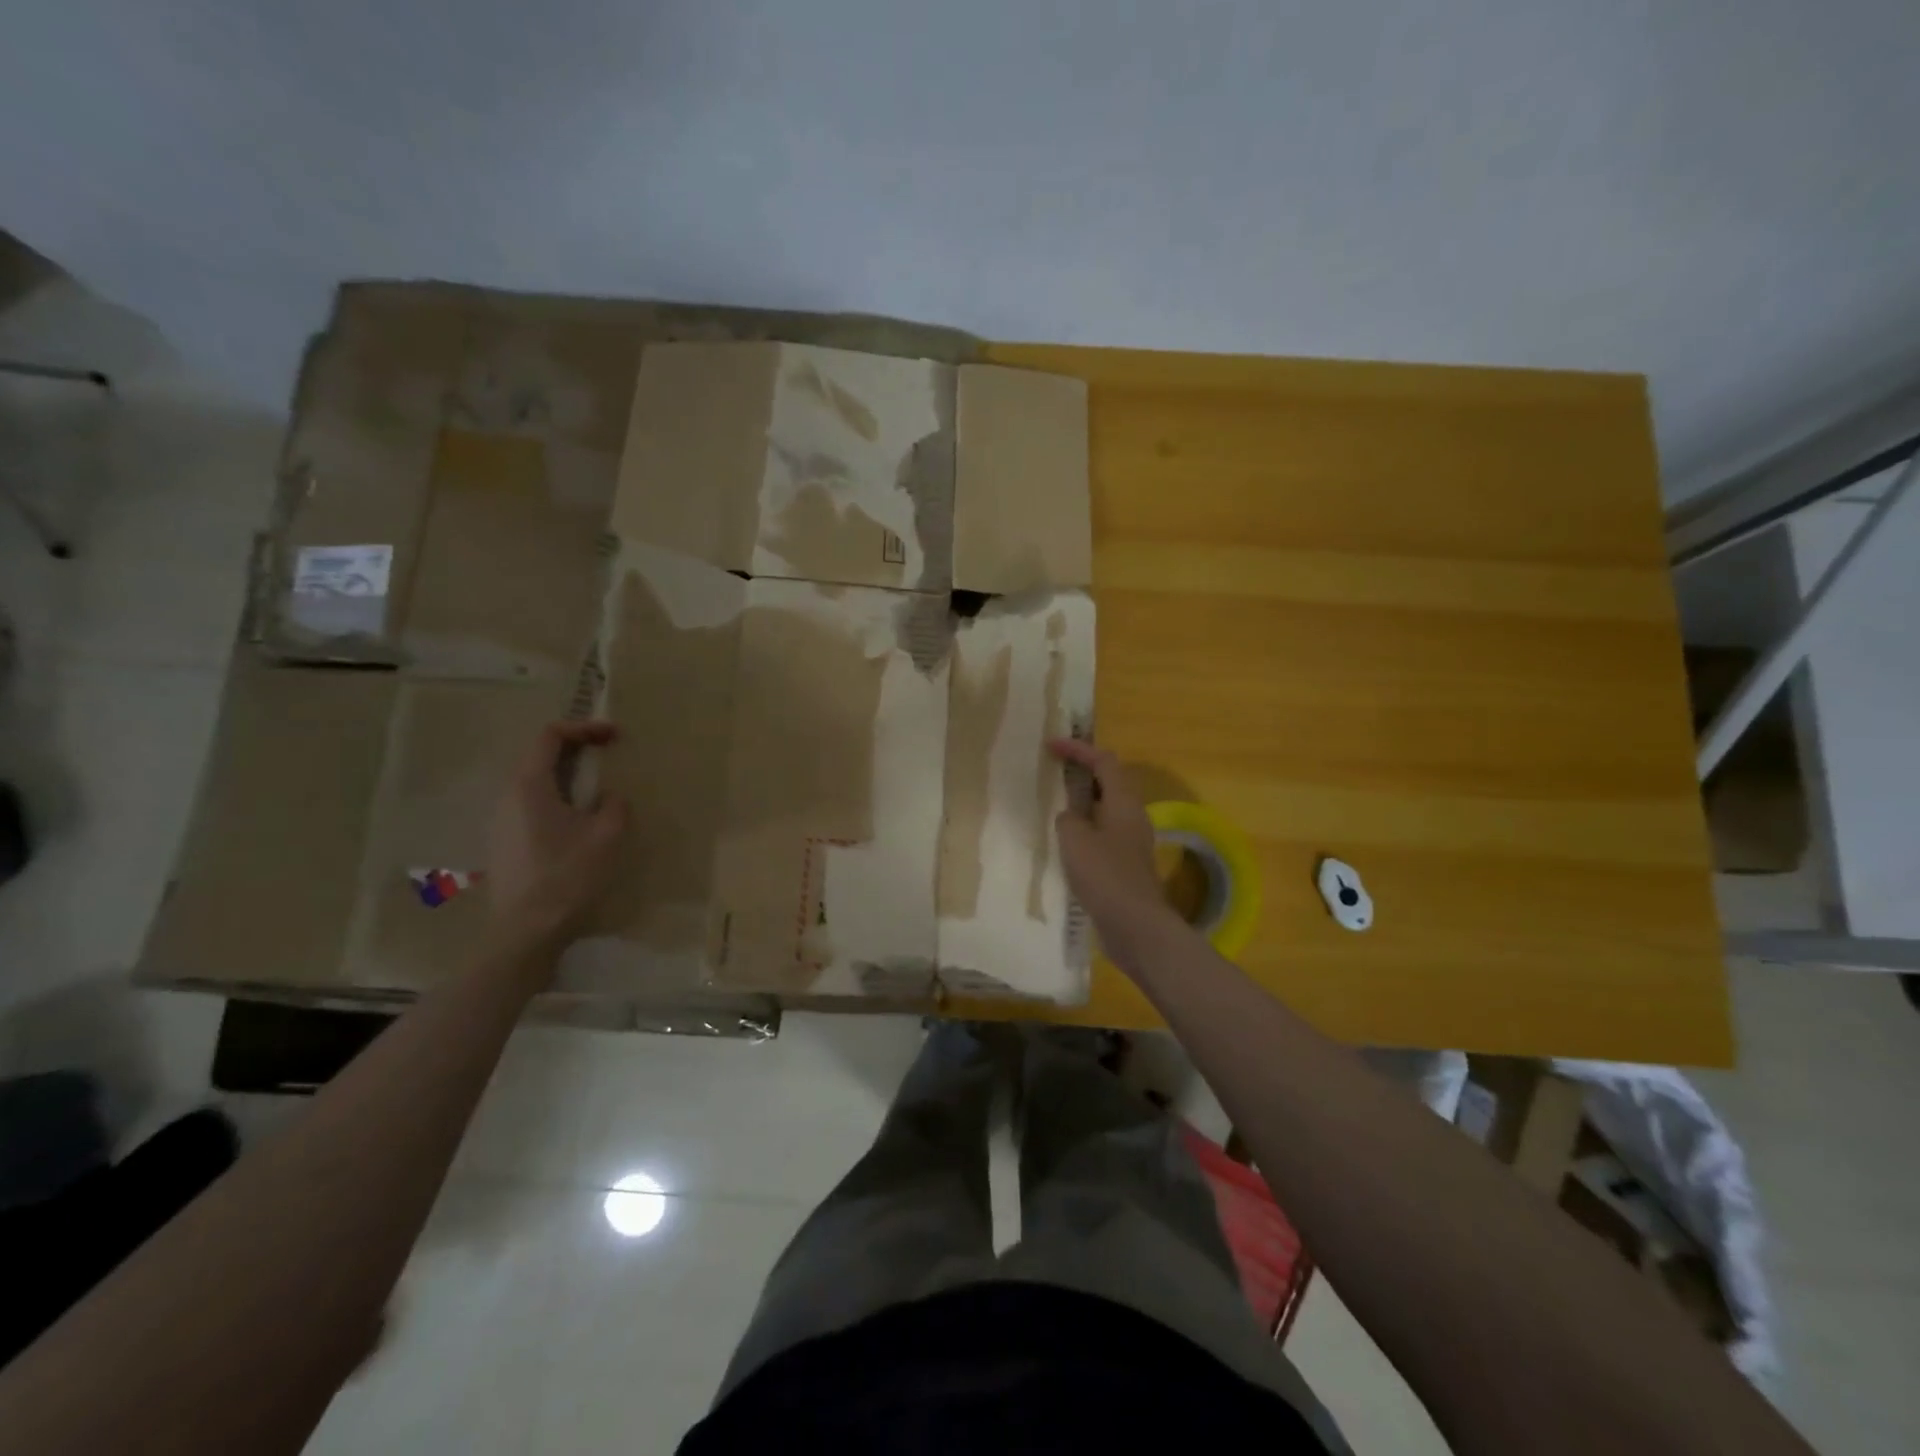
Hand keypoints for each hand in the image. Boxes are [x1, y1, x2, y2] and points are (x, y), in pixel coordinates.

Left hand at [486, 721, 629, 953]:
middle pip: (539, 756)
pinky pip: (532, 805)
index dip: (583, 728)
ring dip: (567, 775)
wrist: (526, 931)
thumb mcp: (607, 835)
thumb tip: (610, 797)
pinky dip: (558, 798)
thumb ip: (615, 805)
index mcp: (529, 786)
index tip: (613, 735)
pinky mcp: (505, 843)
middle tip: (608, 755)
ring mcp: (501, 822)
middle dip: (576, 749)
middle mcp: (508, 797)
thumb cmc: (567, 876)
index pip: (550, 736)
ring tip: (598, 788)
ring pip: (536, 783)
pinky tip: (579, 821)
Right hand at [1048, 739, 1181, 967]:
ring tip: (1056, 802)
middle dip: (1083, 771)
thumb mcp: (1075, 840)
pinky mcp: (1127, 863)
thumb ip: (1068, 819)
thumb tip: (1071, 817)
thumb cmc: (1105, 876)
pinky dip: (1086, 826)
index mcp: (1124, 802)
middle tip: (1054, 770)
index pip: (1104, 760)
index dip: (1078, 748)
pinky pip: (1104, 831)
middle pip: (1110, 781)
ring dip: (1083, 800)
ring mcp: (1132, 841)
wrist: (1136, 926)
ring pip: (1107, 808)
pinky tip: (1066, 841)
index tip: (1051, 745)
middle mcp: (1133, 816)